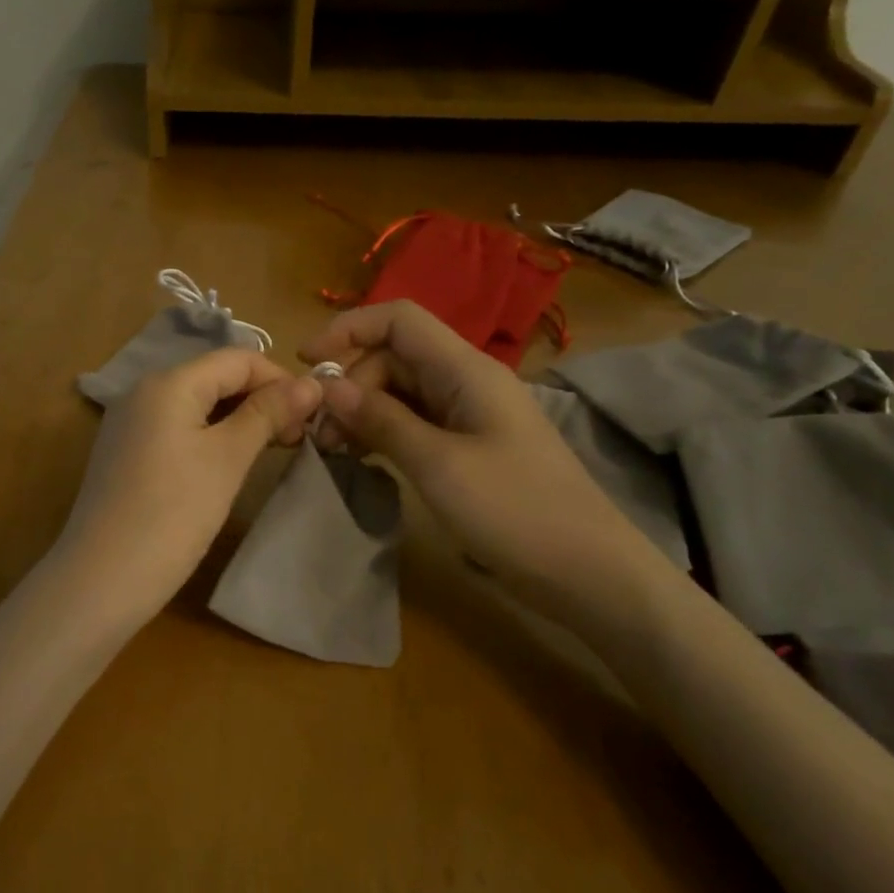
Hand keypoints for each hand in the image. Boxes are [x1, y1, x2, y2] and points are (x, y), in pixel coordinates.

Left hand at [52, 349, 323, 628]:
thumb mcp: (228, 459)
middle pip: (215, 377)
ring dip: (239, 419)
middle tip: (297, 437)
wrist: (101, 578)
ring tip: (272, 450)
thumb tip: (311, 384)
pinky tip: (230, 462)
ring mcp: (130, 423)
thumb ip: (268, 414)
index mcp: (168, 382)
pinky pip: (177, 428)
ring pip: (197, 404)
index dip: (280, 379)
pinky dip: (210, 436)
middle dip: (261, 399)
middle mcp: (144, 391)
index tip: (314, 414)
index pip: (237, 358)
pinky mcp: (126, 453)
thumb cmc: (173, 514)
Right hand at [300, 301, 656, 609]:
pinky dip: (382, 432)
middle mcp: (466, 381)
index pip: (400, 320)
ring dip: (361, 411)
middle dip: (350, 384)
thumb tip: (329, 387)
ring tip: (332, 450)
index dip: (349, 328)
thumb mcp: (438, 464)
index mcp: (466, 370)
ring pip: (400, 392)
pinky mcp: (467, 446)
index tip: (305, 361)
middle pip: (393, 358)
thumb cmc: (515, 511)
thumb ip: (381, 420)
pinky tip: (361, 457)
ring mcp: (468, 415)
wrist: (587, 572)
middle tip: (319, 433)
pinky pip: (414, 423)